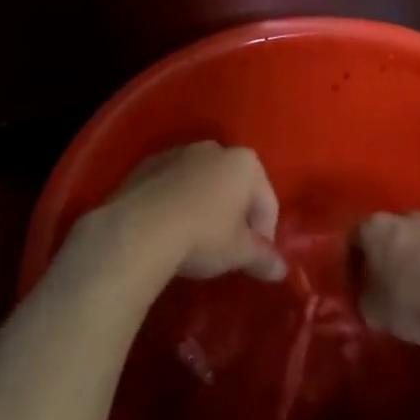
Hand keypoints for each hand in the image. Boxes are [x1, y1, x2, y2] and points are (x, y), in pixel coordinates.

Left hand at [97, 142, 286, 283]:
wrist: (138, 230)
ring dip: (203, 206)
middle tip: (226, 249)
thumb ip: (264, 258)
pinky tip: (166, 230)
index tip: (253, 258)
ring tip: (193, 240)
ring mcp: (176, 153)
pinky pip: (170, 186)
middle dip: (234, 215)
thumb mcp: (239, 253)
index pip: (266, 201)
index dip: (264, 234)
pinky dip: (174, 203)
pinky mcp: (145, 165)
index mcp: (244, 163)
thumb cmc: (202, 236)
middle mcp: (213, 149)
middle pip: (234, 187)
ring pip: (200, 183)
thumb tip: (281, 270)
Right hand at [354, 211, 419, 344]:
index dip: (353, 262)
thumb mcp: (373, 312)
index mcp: (375, 227)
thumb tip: (369, 299)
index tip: (358, 283)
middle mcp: (407, 216)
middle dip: (390, 256)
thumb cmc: (413, 302)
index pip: (354, 239)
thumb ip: (365, 299)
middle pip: (392, 234)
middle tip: (391, 285)